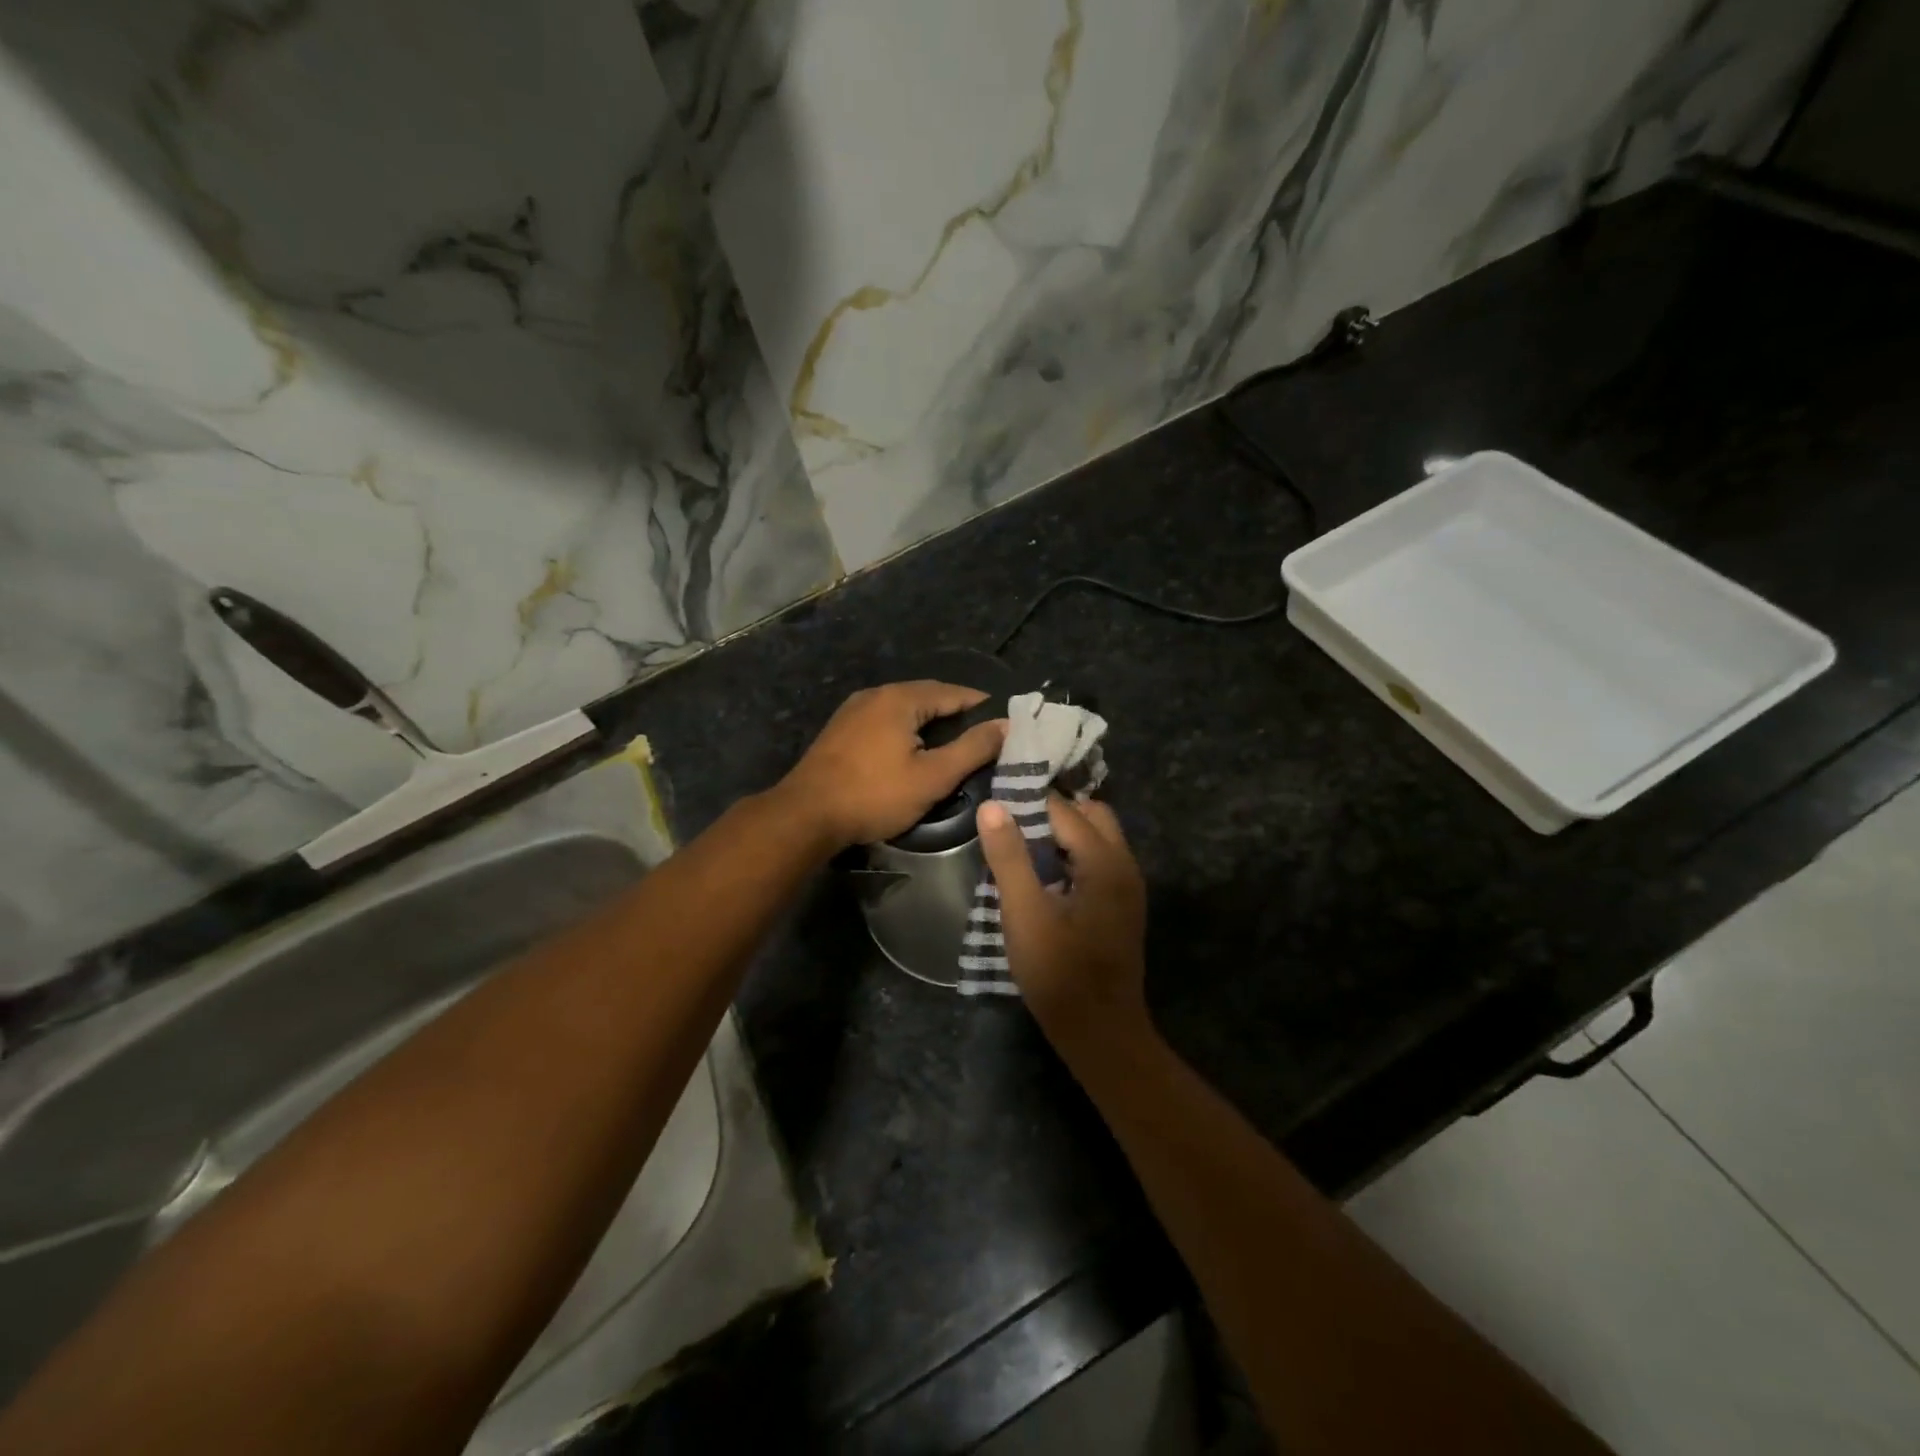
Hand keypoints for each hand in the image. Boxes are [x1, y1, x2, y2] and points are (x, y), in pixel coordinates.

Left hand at [775, 681, 1007, 848]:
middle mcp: (875, 694)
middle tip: (983, 736)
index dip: (981, 705)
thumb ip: (972, 749)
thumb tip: (1006, 725)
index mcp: (900, 698)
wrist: (806, 815)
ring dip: (930, 722)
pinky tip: (913, 750)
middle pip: (927, 696)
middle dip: (956, 713)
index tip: (1004, 722)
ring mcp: (853, 710)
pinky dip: (906, 729)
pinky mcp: (840, 730)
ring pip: (903, 709)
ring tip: (953, 744)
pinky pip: (884, 720)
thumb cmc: (874, 795)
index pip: (953, 692)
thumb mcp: (933, 776)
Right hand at [977, 795, 1148, 1045]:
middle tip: (1011, 821)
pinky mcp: (1121, 905)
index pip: (1066, 810)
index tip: (996, 797)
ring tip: (1020, 844)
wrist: (1099, 1032)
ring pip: (1097, 837)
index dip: (1030, 801)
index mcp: (1105, 862)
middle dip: (1053, 811)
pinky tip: (1043, 874)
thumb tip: (992, 806)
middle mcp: (1124, 865)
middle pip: (1091, 815)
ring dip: (1063, 833)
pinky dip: (1072, 854)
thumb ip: (1009, 857)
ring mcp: (1127, 887)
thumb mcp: (1024, 912)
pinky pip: (1098, 861)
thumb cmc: (1058, 972)